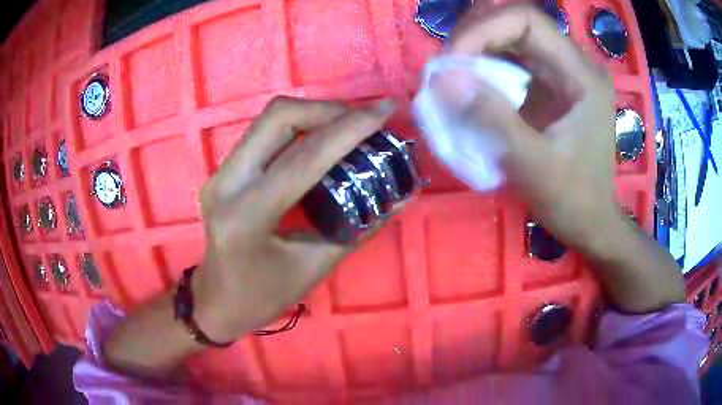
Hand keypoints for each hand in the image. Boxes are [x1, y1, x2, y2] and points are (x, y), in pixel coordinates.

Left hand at [191, 96, 395, 341]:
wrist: (217, 300)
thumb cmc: (263, 296)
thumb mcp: (316, 268)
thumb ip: (360, 227)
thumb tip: (401, 195)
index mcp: (247, 216)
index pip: (305, 158)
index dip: (350, 128)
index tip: (385, 109)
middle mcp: (227, 184)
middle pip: (278, 117)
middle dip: (327, 110)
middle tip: (363, 120)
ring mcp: (219, 173)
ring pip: (269, 119)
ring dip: (313, 114)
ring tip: (348, 127)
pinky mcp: (222, 171)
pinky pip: (264, 133)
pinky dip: (299, 126)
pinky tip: (321, 139)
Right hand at [445, 5, 618, 251]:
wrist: (590, 222)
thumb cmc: (572, 200)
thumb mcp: (533, 165)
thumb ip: (491, 118)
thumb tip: (442, 79)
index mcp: (582, 75)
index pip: (526, 20)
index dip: (483, 29)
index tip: (451, 62)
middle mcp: (574, 64)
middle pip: (515, 23)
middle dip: (473, 36)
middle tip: (444, 66)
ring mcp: (561, 73)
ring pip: (510, 37)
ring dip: (475, 49)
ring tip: (450, 73)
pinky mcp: (550, 86)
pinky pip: (511, 60)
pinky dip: (483, 66)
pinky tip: (468, 84)